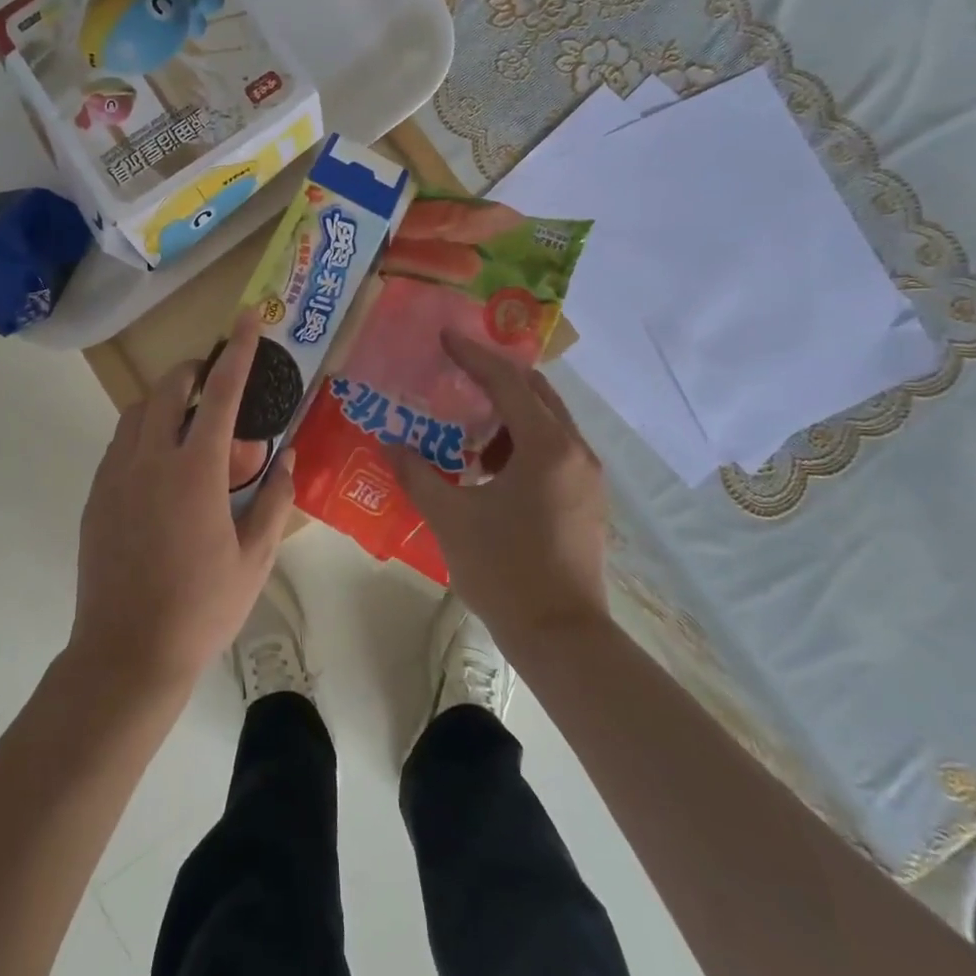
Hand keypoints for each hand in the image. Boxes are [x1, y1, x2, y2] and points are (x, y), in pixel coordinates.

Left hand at [67, 310, 296, 690]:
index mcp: (195, 471)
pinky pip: (119, 443)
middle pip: (167, 388)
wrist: (126, 654)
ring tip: (190, 433)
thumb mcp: (255, 559)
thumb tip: (287, 459)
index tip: (246, 318)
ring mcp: (115, 475)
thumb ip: (274, 501)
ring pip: (137, 412)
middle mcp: (150, 459)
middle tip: (216, 389)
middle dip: (194, 373)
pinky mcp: (96, 495)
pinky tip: (161, 472)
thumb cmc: (201, 608)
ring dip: (165, 404)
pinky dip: (143, 435)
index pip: (219, 393)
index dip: (238, 352)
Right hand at [389, 330, 610, 649]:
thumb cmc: (505, 571)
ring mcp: (586, 476)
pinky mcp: (586, 499)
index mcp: (546, 447)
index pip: (507, 383)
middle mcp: (575, 451)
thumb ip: (417, 474)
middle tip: (457, 369)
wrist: (562, 638)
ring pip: (547, 420)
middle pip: (536, 392)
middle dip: (496, 375)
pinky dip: (521, 440)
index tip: (445, 337)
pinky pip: (553, 447)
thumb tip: (388, 444)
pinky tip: (489, 464)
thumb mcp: (451, 518)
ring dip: (509, 410)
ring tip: (466, 421)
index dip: (473, 356)